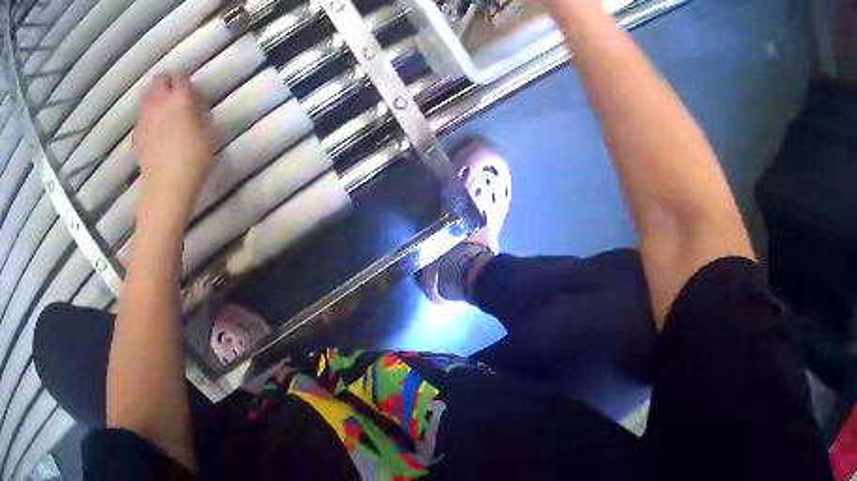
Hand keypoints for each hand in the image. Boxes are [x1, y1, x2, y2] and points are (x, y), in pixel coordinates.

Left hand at [132, 73, 215, 221]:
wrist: (166, 188)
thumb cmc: (193, 160)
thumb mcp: (209, 135)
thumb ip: (202, 116)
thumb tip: (196, 110)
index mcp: (179, 97)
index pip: (179, 76)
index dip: (183, 80)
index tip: (189, 90)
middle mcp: (159, 102)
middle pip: (157, 81)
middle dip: (164, 83)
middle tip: (172, 94)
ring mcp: (144, 120)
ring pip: (145, 98)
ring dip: (153, 100)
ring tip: (161, 112)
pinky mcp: (136, 137)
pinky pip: (140, 122)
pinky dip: (145, 122)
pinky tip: (152, 134)